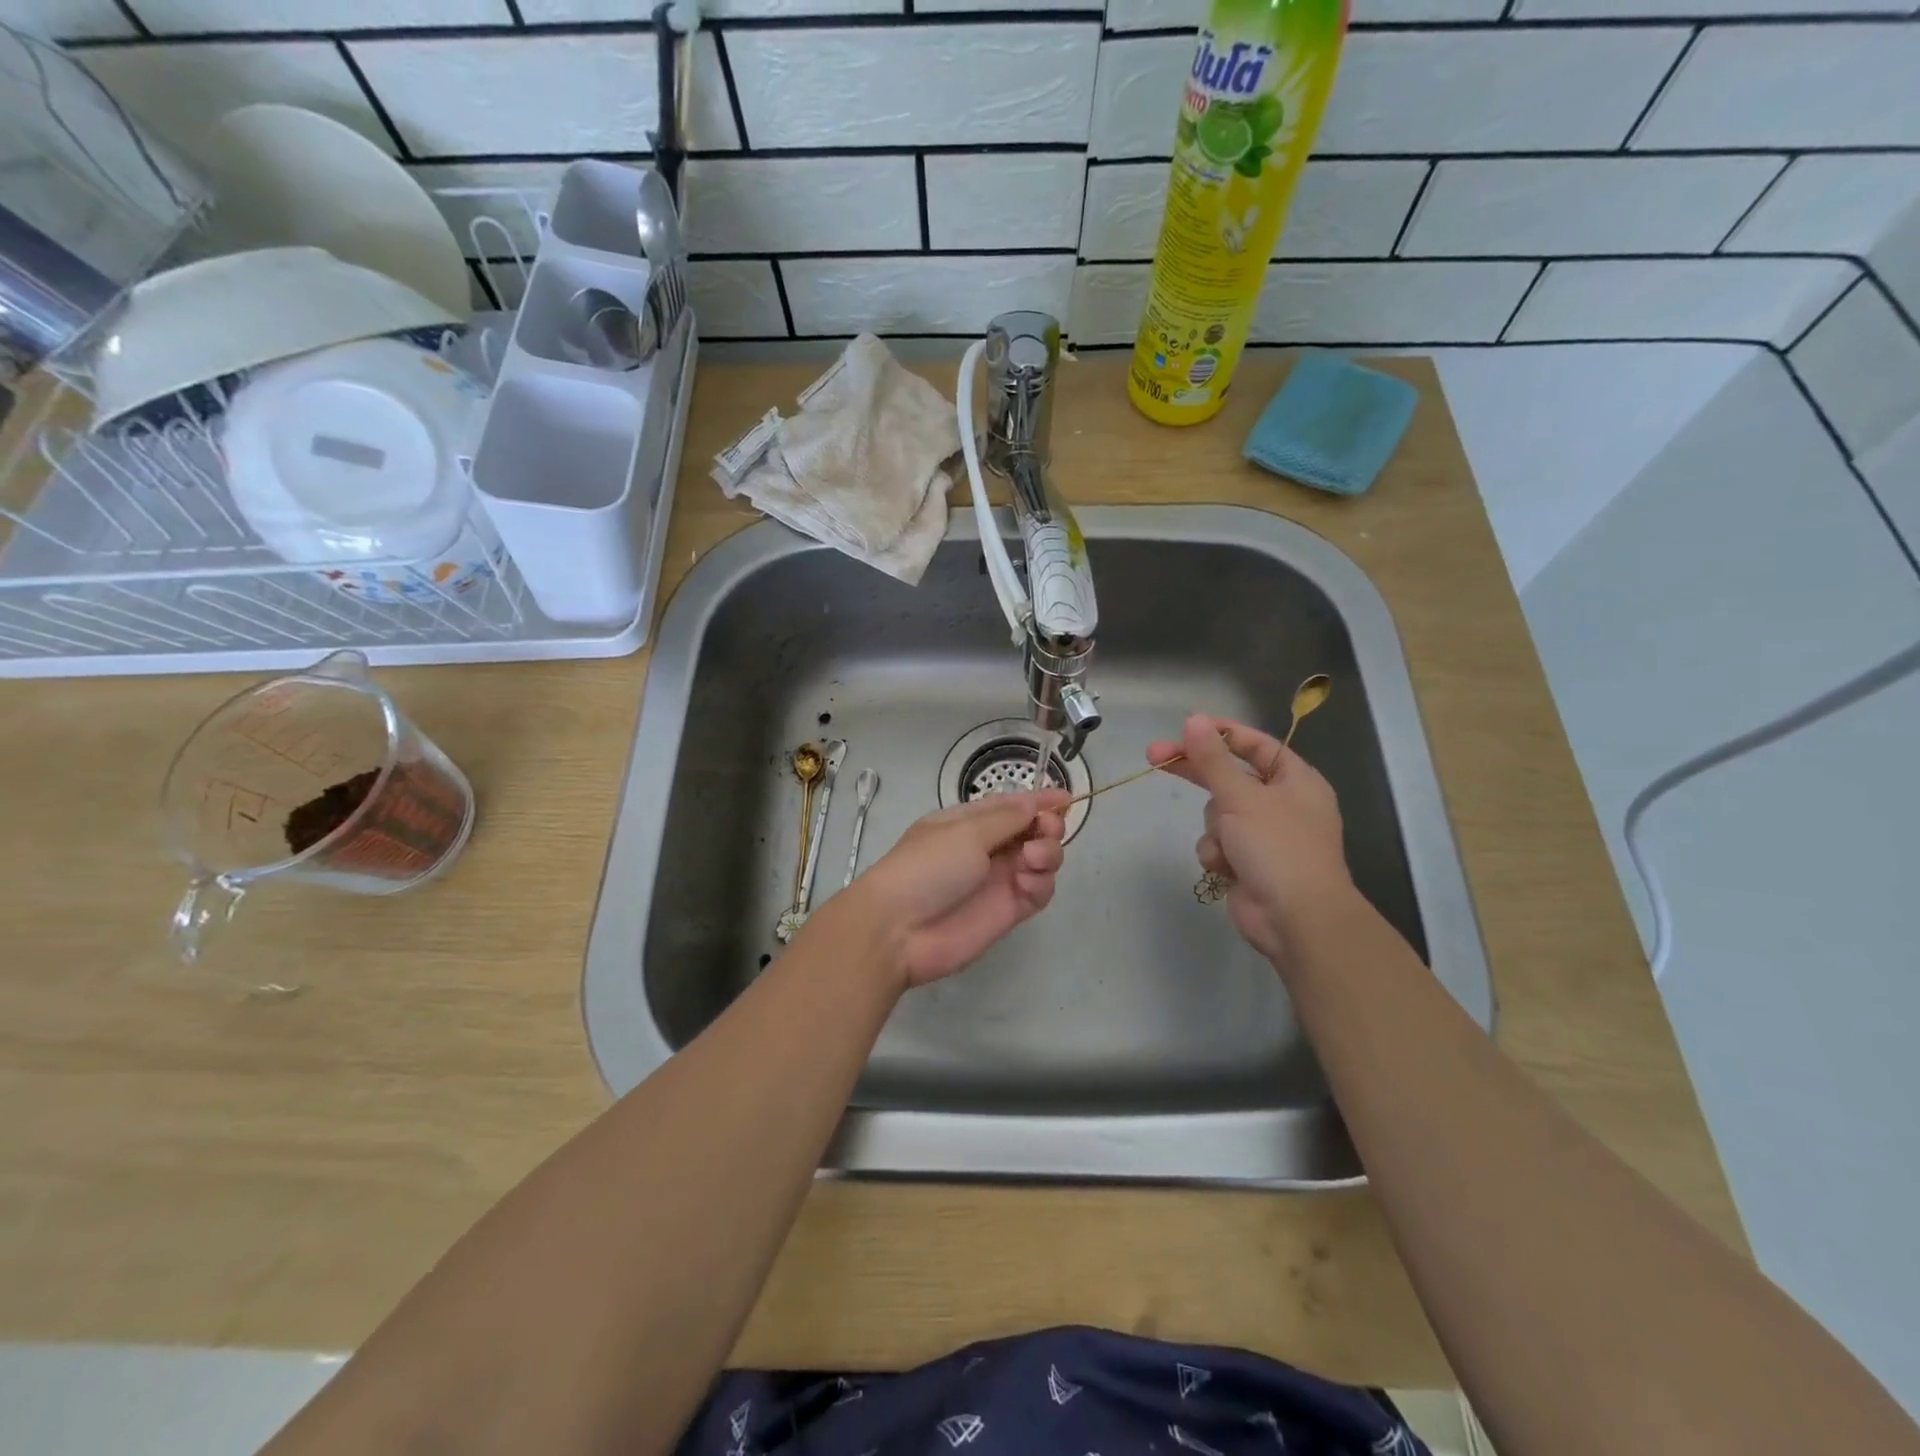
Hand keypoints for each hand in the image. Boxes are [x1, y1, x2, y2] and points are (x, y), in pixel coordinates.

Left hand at [845, 788, 1070, 988]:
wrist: (898, 930)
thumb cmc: (926, 867)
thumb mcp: (964, 831)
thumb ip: (1006, 817)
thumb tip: (1034, 801)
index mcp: (968, 822)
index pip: (1011, 806)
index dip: (1039, 801)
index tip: (1066, 798)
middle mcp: (986, 848)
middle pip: (1032, 831)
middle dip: (1047, 826)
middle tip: (1045, 830)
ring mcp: (998, 880)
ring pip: (1041, 860)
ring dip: (1047, 853)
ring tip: (1033, 859)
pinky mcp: (1008, 911)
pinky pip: (1038, 891)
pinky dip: (1042, 883)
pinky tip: (1028, 882)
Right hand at [1145, 715, 1350, 964]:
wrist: (1296, 920)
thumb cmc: (1278, 848)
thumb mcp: (1242, 797)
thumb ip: (1213, 759)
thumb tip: (1194, 720)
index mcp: (1295, 780)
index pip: (1255, 744)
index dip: (1221, 734)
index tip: (1185, 728)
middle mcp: (1281, 803)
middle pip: (1229, 776)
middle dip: (1197, 772)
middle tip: (1154, 756)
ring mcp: (1264, 835)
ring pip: (1217, 814)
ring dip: (1215, 828)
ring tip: (1229, 846)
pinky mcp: (1246, 862)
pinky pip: (1217, 844)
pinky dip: (1217, 853)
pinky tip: (1227, 868)